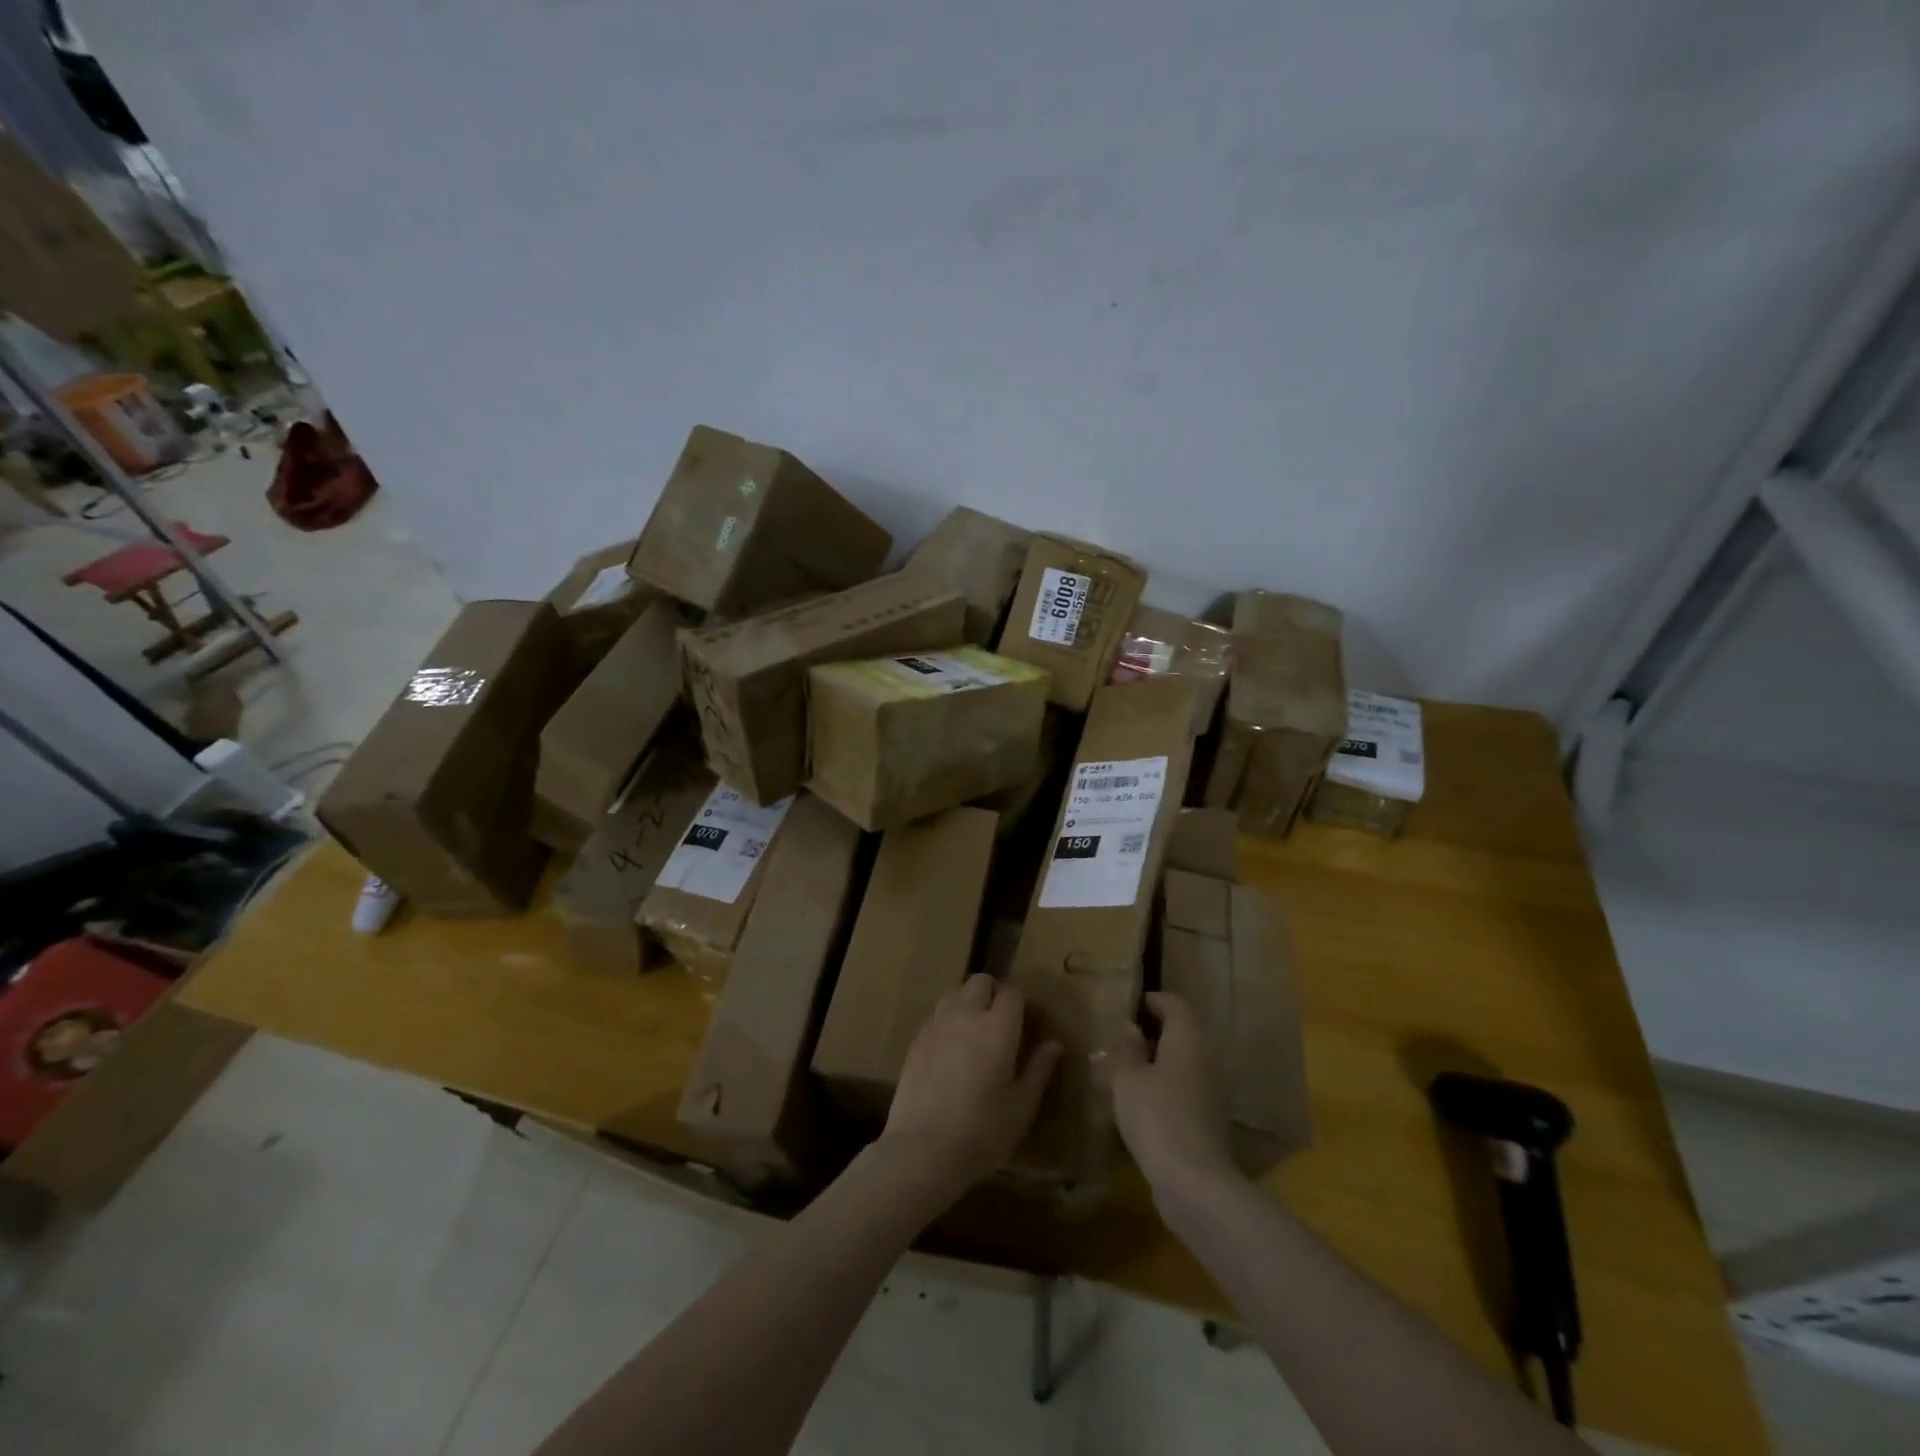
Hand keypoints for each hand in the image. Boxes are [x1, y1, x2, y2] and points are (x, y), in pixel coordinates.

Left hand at [878, 975, 1061, 1204]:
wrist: (923, 1148)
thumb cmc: (982, 1131)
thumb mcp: (1022, 1106)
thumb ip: (1039, 1069)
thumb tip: (1054, 1044)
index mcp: (997, 1026)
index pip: (1013, 991)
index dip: (1024, 1000)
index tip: (1031, 1018)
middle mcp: (966, 1014)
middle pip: (980, 981)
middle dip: (995, 992)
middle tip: (1004, 1021)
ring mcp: (937, 1024)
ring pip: (955, 992)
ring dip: (969, 1001)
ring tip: (977, 1030)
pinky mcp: (916, 1039)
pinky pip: (937, 1014)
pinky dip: (949, 1019)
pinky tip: (953, 1047)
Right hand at [1112, 992, 1240, 1194]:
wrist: (1195, 1184)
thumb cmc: (1156, 1117)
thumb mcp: (1128, 1078)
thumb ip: (1129, 1049)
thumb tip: (1133, 1028)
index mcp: (1187, 1039)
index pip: (1175, 1003)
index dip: (1153, 1000)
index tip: (1130, 1006)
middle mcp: (1205, 1060)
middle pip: (1183, 1033)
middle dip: (1155, 1031)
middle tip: (1123, 1038)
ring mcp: (1211, 1093)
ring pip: (1185, 1064)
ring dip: (1160, 1062)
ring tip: (1127, 1070)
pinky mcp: (1209, 1122)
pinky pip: (1185, 1091)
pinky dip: (1166, 1088)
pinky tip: (1142, 1104)